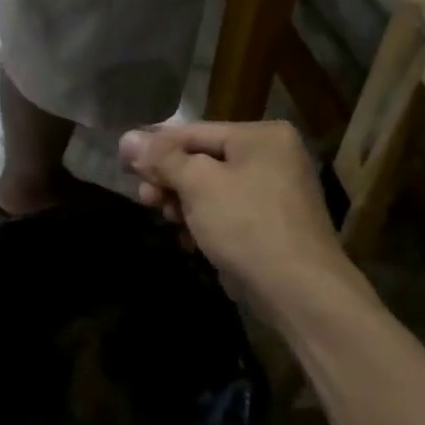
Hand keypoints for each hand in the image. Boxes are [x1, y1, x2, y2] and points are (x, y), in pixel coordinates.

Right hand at [120, 121, 362, 315]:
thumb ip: (162, 158)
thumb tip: (126, 137)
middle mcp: (274, 156)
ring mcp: (277, 191)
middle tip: (143, 197)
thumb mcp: (197, 184)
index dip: (155, 146)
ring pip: (214, 187)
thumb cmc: (247, 225)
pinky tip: (187, 235)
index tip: (123, 161)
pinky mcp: (274, 224)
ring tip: (162, 215)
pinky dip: (205, 218)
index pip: (195, 132)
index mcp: (262, 136)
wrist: (301, 292)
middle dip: (169, 178)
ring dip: (183, 200)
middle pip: (204, 159)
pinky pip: (229, 209)